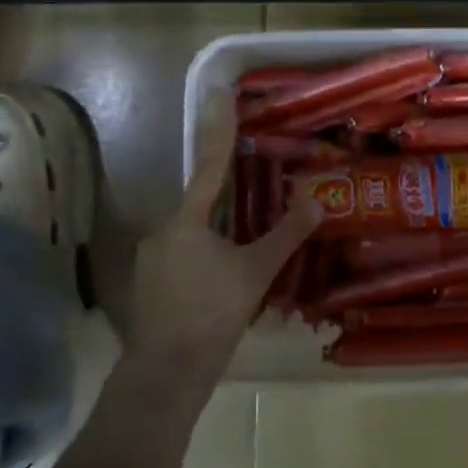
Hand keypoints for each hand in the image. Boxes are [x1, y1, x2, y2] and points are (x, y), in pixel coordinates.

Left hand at [131, 106, 320, 381]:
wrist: (167, 373)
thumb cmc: (213, 314)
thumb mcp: (256, 272)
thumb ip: (286, 234)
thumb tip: (317, 201)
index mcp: (187, 221)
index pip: (208, 165)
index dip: (218, 128)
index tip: (219, 94)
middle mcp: (163, 230)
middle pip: (201, 201)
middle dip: (225, 191)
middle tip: (250, 184)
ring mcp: (152, 258)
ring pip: (192, 230)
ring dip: (217, 230)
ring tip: (242, 243)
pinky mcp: (150, 282)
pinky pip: (183, 253)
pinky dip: (205, 252)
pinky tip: (222, 273)